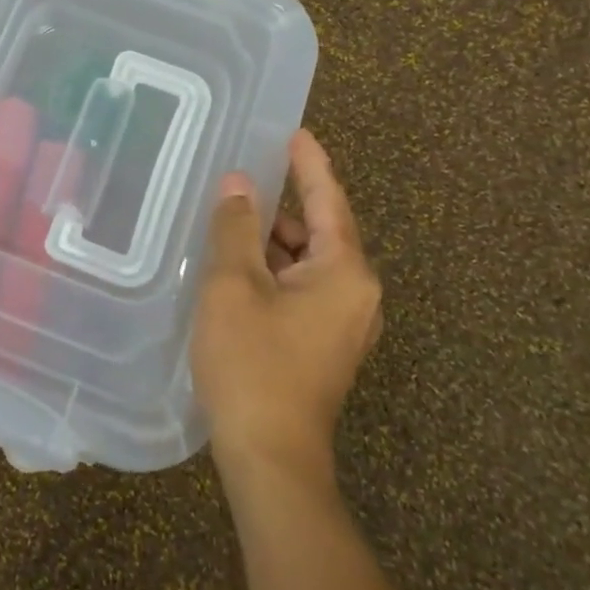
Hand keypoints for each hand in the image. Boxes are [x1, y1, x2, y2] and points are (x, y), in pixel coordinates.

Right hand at [191, 129, 382, 482]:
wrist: (270, 456)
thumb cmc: (253, 363)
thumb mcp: (234, 285)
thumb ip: (237, 227)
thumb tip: (240, 184)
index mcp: (346, 272)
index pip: (330, 200)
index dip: (310, 164)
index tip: (296, 133)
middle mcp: (357, 294)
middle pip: (321, 231)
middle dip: (283, 204)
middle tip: (244, 176)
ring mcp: (344, 324)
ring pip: (309, 263)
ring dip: (275, 241)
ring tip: (233, 218)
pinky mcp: (325, 346)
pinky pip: (303, 289)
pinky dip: (276, 270)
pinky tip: (240, 267)